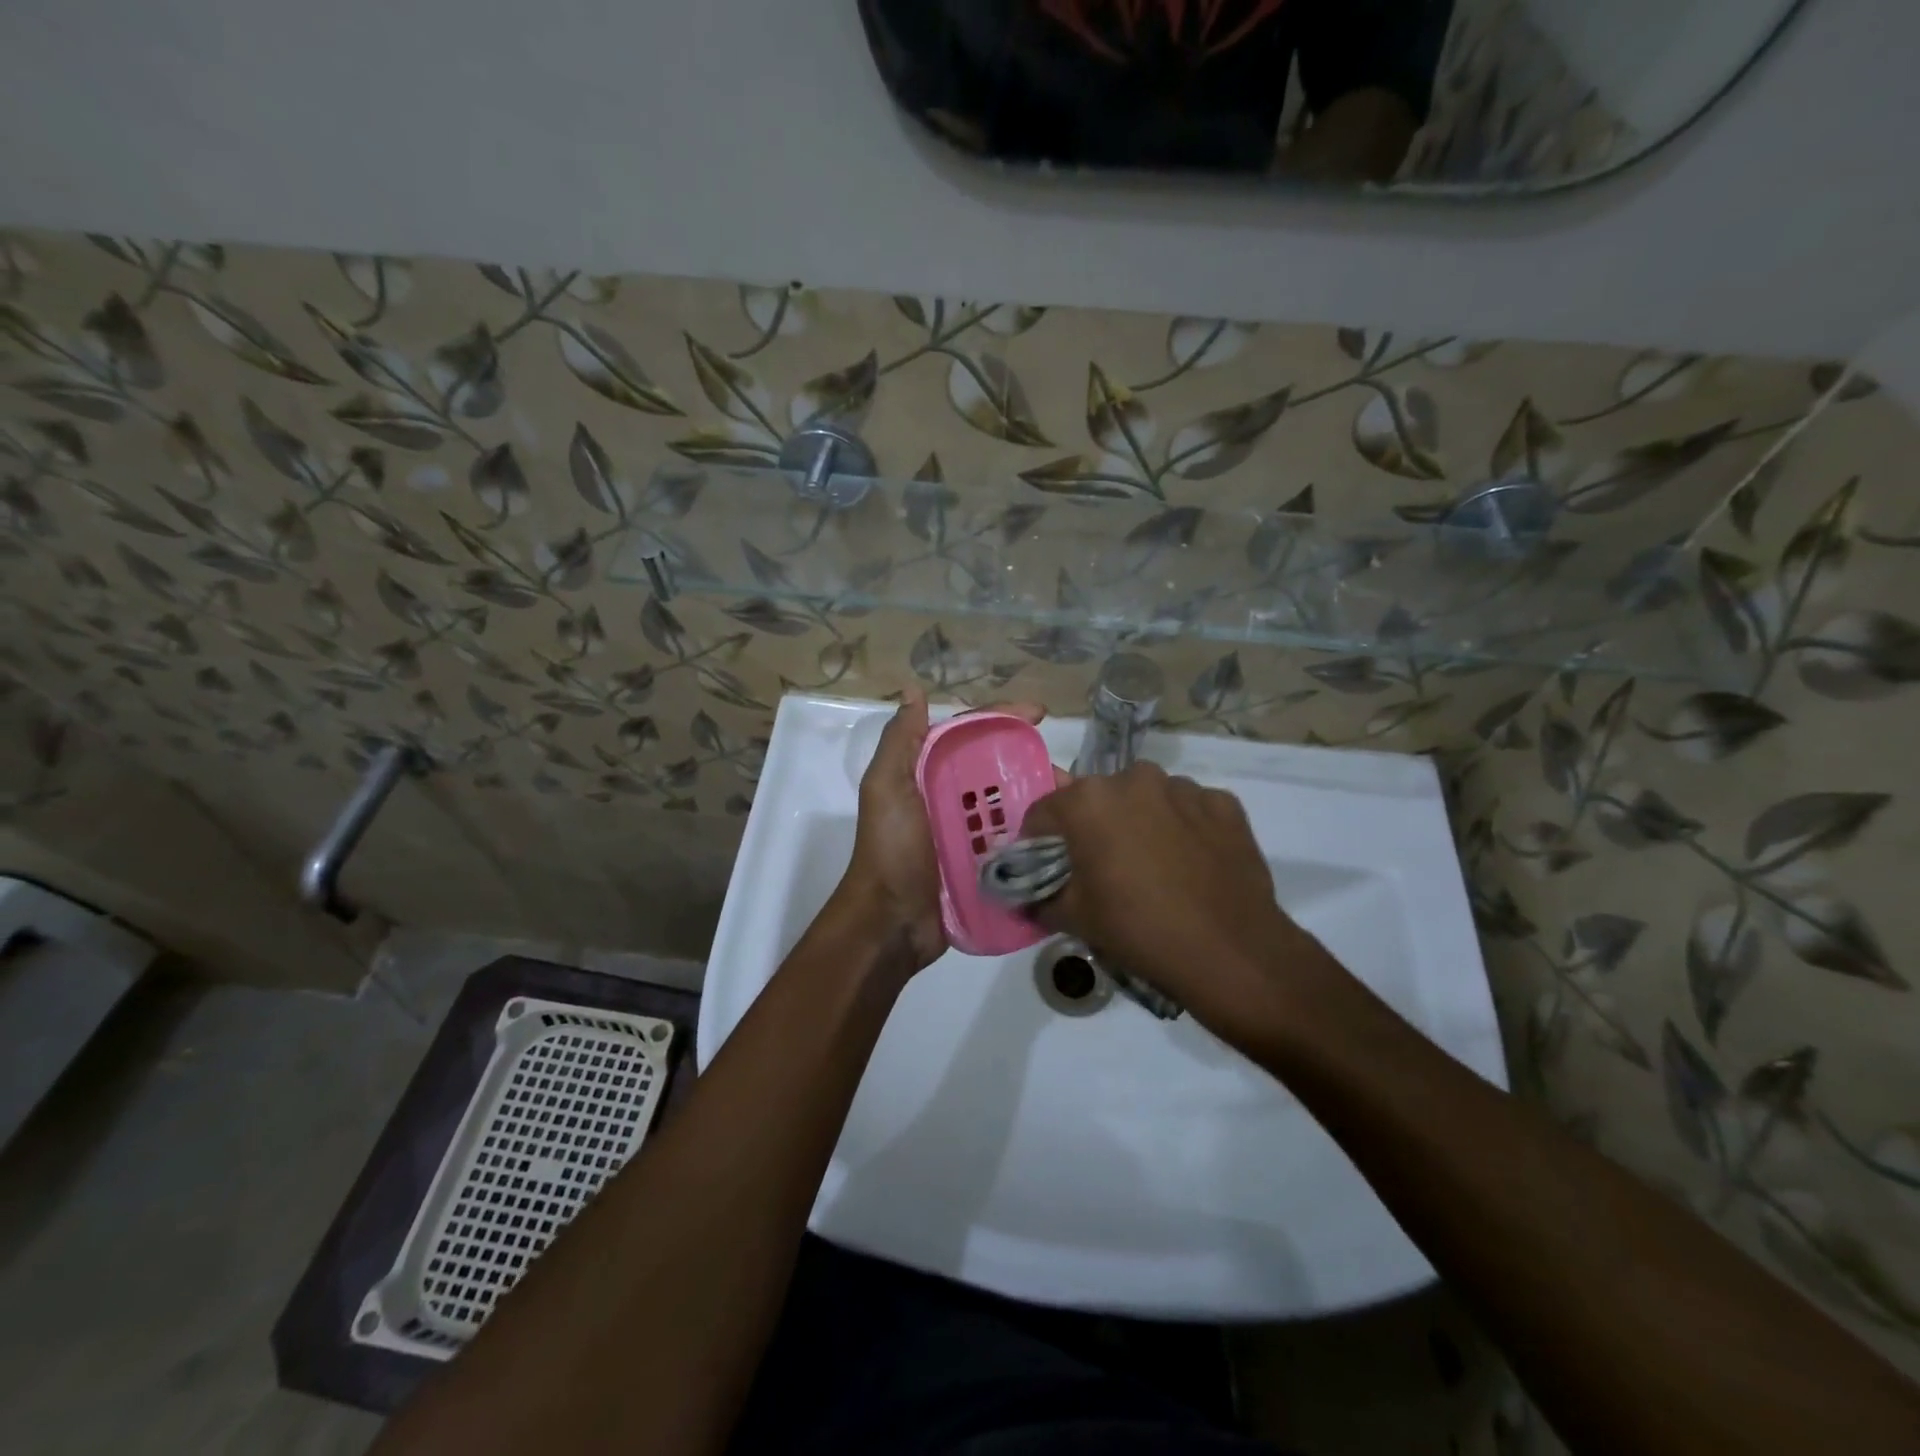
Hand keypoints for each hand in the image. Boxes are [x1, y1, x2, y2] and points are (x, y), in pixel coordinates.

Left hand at [836, 689, 1045, 973]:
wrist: (890, 923)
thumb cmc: (890, 850)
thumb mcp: (886, 789)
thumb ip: (900, 742)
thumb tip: (914, 691)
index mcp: (929, 776)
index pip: (971, 736)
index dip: (1003, 719)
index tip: (1039, 713)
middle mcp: (951, 800)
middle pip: (999, 771)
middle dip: (1033, 765)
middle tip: (1068, 775)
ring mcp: (969, 836)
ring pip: (1012, 806)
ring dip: (1042, 802)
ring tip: (1074, 807)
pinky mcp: (984, 868)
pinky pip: (1015, 844)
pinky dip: (1037, 837)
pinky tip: (1066, 836)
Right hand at [1022, 762, 1334, 1037]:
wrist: (1231, 952)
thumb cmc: (1139, 930)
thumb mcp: (1074, 919)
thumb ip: (1038, 898)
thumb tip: (1025, 895)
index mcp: (1088, 800)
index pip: (1044, 813)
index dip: (1038, 843)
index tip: (1046, 869)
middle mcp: (1133, 779)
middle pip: (1096, 801)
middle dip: (1092, 829)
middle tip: (1101, 871)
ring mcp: (1184, 788)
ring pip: (1145, 800)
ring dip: (1140, 824)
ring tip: (1152, 868)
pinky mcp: (1224, 804)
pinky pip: (1189, 810)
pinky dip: (1183, 829)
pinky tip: (1190, 866)